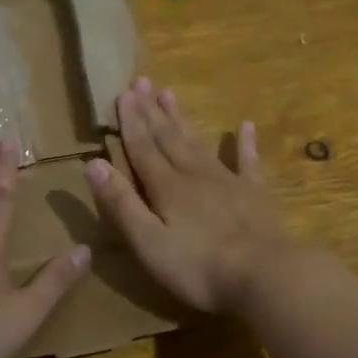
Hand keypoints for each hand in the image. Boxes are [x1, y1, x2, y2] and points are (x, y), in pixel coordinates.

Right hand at [86, 77, 293, 313]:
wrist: (264, 275)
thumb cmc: (199, 267)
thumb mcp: (149, 242)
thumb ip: (122, 203)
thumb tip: (93, 164)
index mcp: (167, 187)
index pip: (142, 148)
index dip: (130, 122)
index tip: (123, 93)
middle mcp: (194, 174)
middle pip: (168, 138)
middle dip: (152, 111)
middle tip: (141, 81)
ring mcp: (227, 181)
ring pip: (198, 142)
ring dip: (182, 119)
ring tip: (170, 94)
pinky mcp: (255, 194)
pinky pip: (248, 161)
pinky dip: (245, 143)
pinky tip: (246, 125)